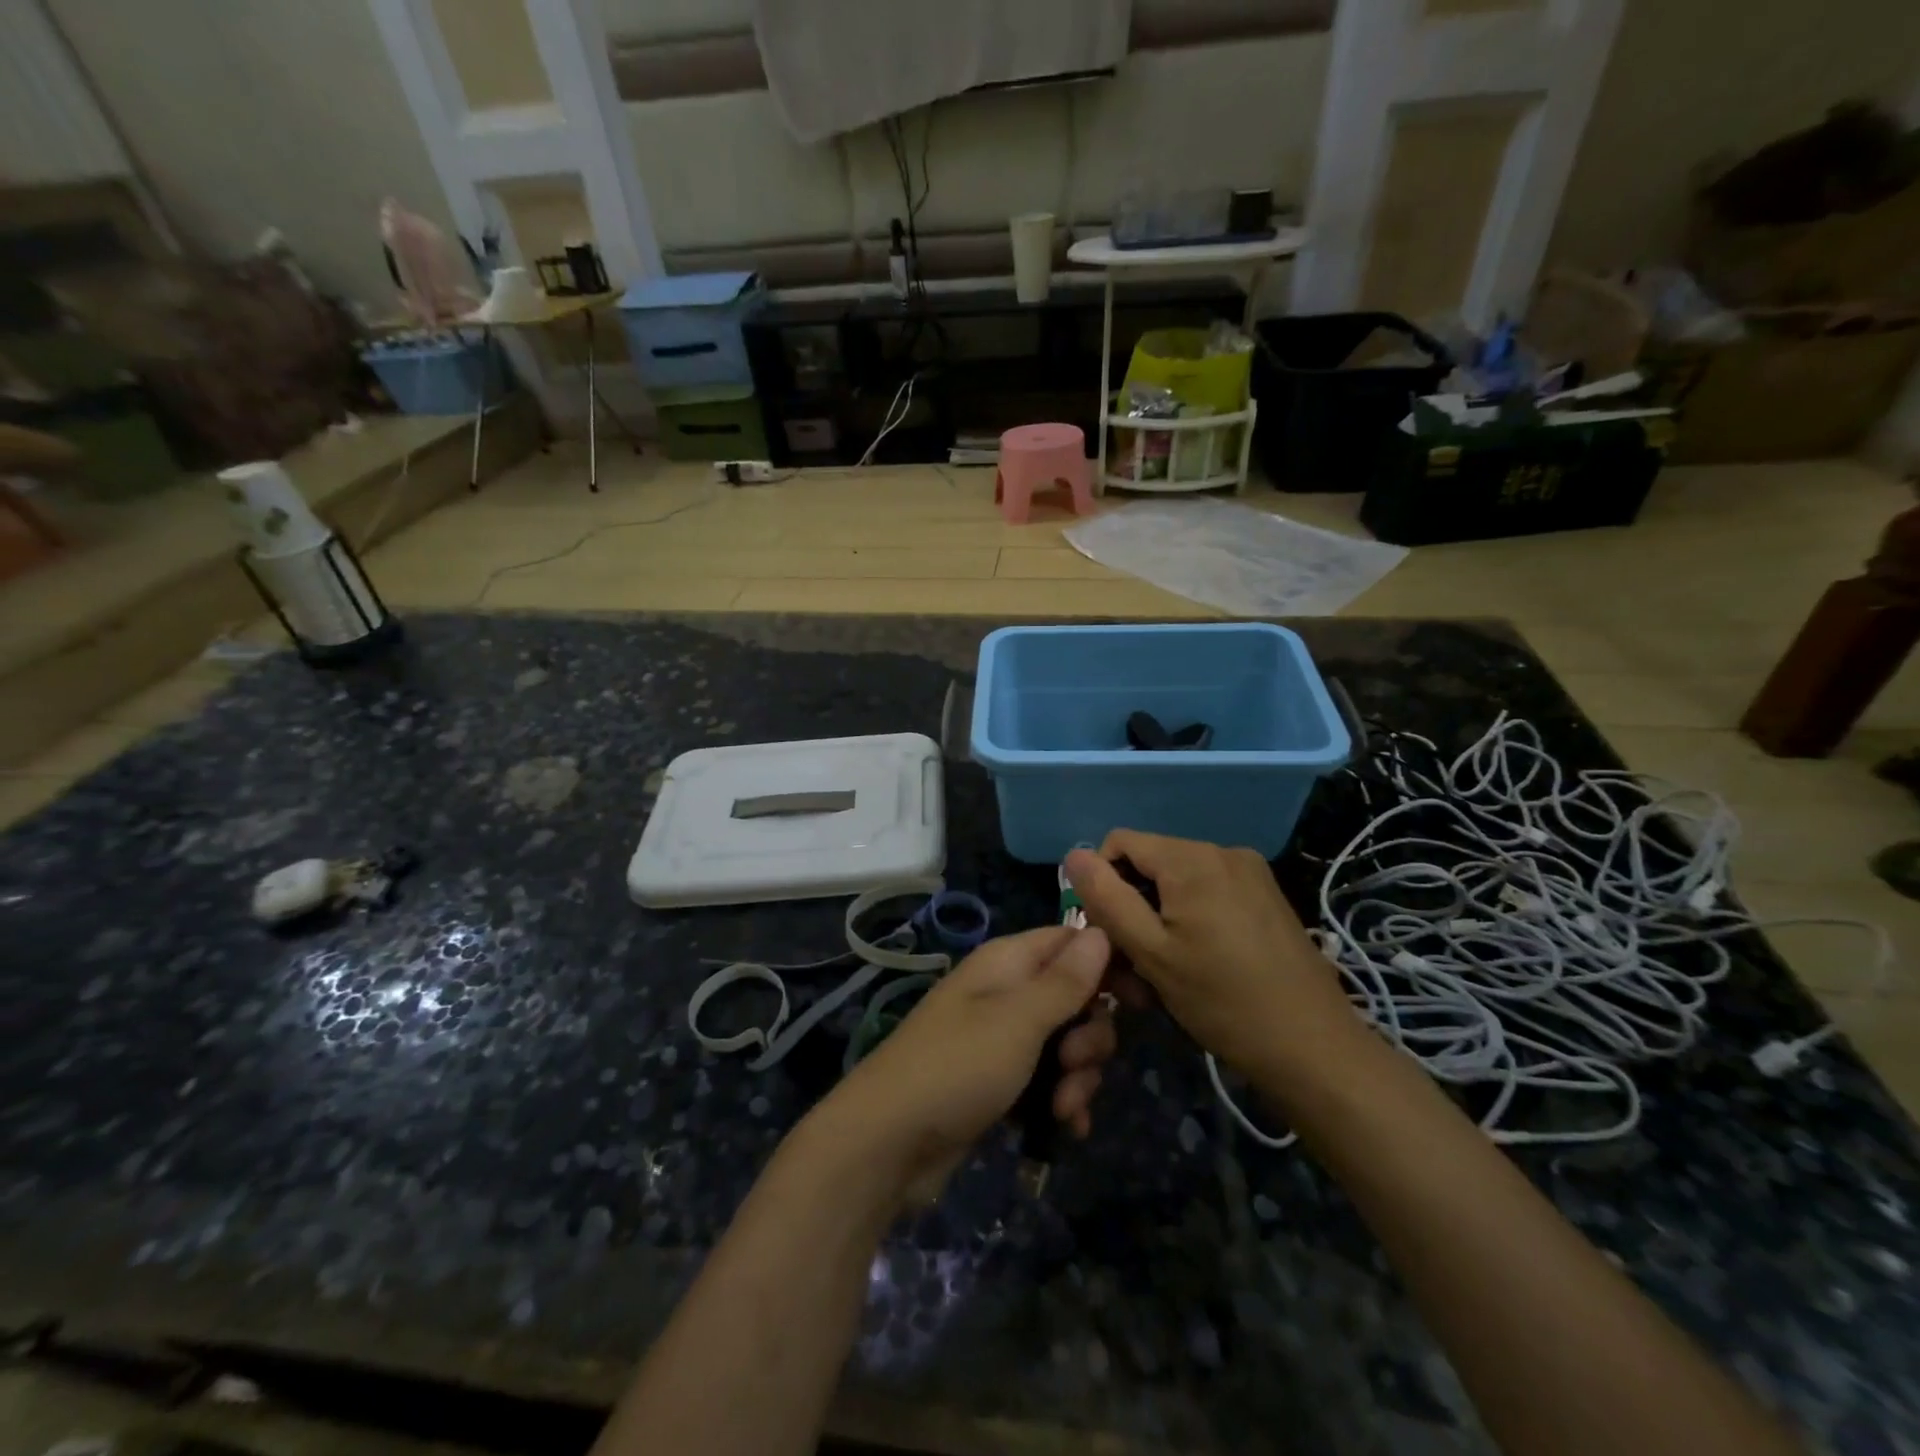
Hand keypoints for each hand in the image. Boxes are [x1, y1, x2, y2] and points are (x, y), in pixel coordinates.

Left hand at [814, 927, 1118, 1205]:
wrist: (888, 1142)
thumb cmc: (957, 1067)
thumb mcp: (1019, 1020)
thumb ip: (1064, 980)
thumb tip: (1101, 932)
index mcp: (1008, 963)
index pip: (1071, 941)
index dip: (1108, 964)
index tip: (1140, 1000)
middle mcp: (1007, 993)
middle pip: (1076, 996)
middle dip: (1090, 1035)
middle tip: (1073, 1062)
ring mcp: (1002, 1038)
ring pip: (1067, 1043)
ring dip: (1078, 1076)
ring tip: (1063, 1107)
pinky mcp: (999, 1081)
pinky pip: (1048, 1079)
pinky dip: (1062, 1100)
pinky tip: (1065, 1127)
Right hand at [1065, 831, 1355, 1080]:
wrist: (1312, 1047)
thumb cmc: (1222, 1001)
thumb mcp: (1151, 952)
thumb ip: (1108, 899)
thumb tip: (1074, 854)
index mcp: (1192, 858)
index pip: (1120, 842)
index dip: (1100, 883)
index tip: (1106, 934)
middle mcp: (1222, 851)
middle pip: (1150, 864)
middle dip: (1130, 908)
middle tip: (1129, 968)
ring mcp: (1250, 872)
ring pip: (1177, 883)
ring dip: (1157, 921)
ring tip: (1161, 975)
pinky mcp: (1265, 895)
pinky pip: (1207, 893)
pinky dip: (1188, 921)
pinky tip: (1194, 965)